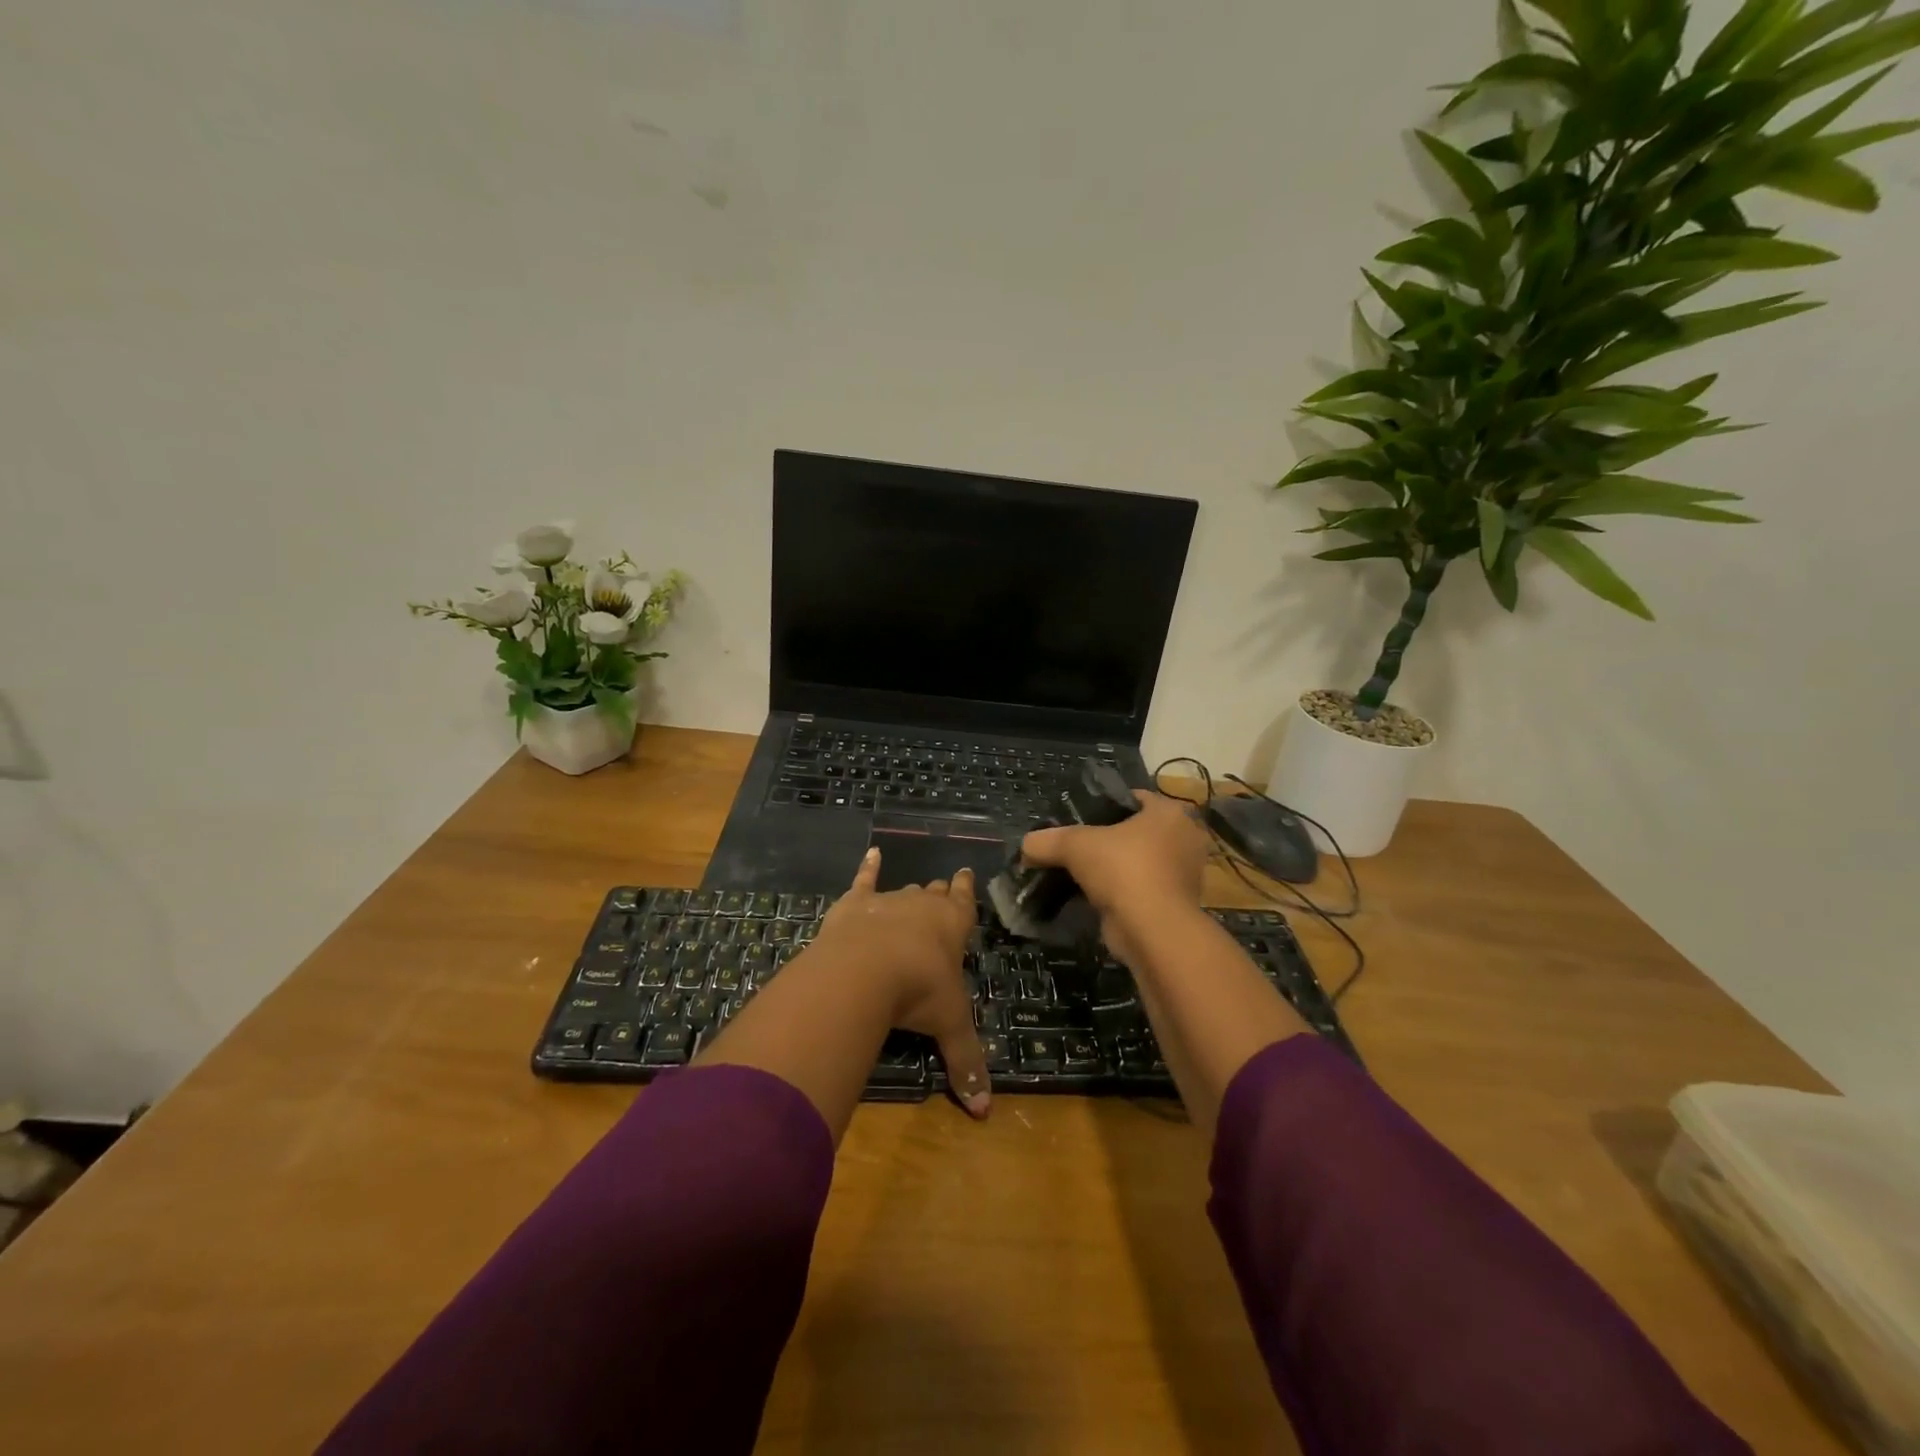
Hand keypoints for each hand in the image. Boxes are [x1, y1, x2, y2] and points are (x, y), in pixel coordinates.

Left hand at [811, 848, 990, 1117]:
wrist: (866, 970)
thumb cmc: (919, 992)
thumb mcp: (949, 1026)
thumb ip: (966, 1063)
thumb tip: (984, 1112)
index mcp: (953, 927)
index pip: (965, 903)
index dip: (966, 891)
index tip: (966, 873)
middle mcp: (923, 907)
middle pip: (934, 895)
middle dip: (940, 893)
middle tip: (942, 889)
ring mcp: (888, 901)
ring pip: (903, 892)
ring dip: (908, 894)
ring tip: (914, 889)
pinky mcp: (855, 903)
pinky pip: (863, 880)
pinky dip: (867, 868)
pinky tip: (870, 854)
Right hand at [1019, 791, 1210, 962]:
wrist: (1153, 931)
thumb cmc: (1123, 870)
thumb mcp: (1075, 845)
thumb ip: (1047, 840)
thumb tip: (1026, 846)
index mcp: (1169, 813)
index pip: (1133, 798)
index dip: (1103, 805)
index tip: (1078, 818)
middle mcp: (1183, 839)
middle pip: (1135, 831)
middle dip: (1107, 840)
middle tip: (1076, 847)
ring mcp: (1183, 874)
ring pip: (1138, 862)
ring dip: (1113, 869)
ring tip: (1079, 873)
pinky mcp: (1175, 904)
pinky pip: (1141, 889)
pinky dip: (1121, 893)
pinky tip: (1092, 897)